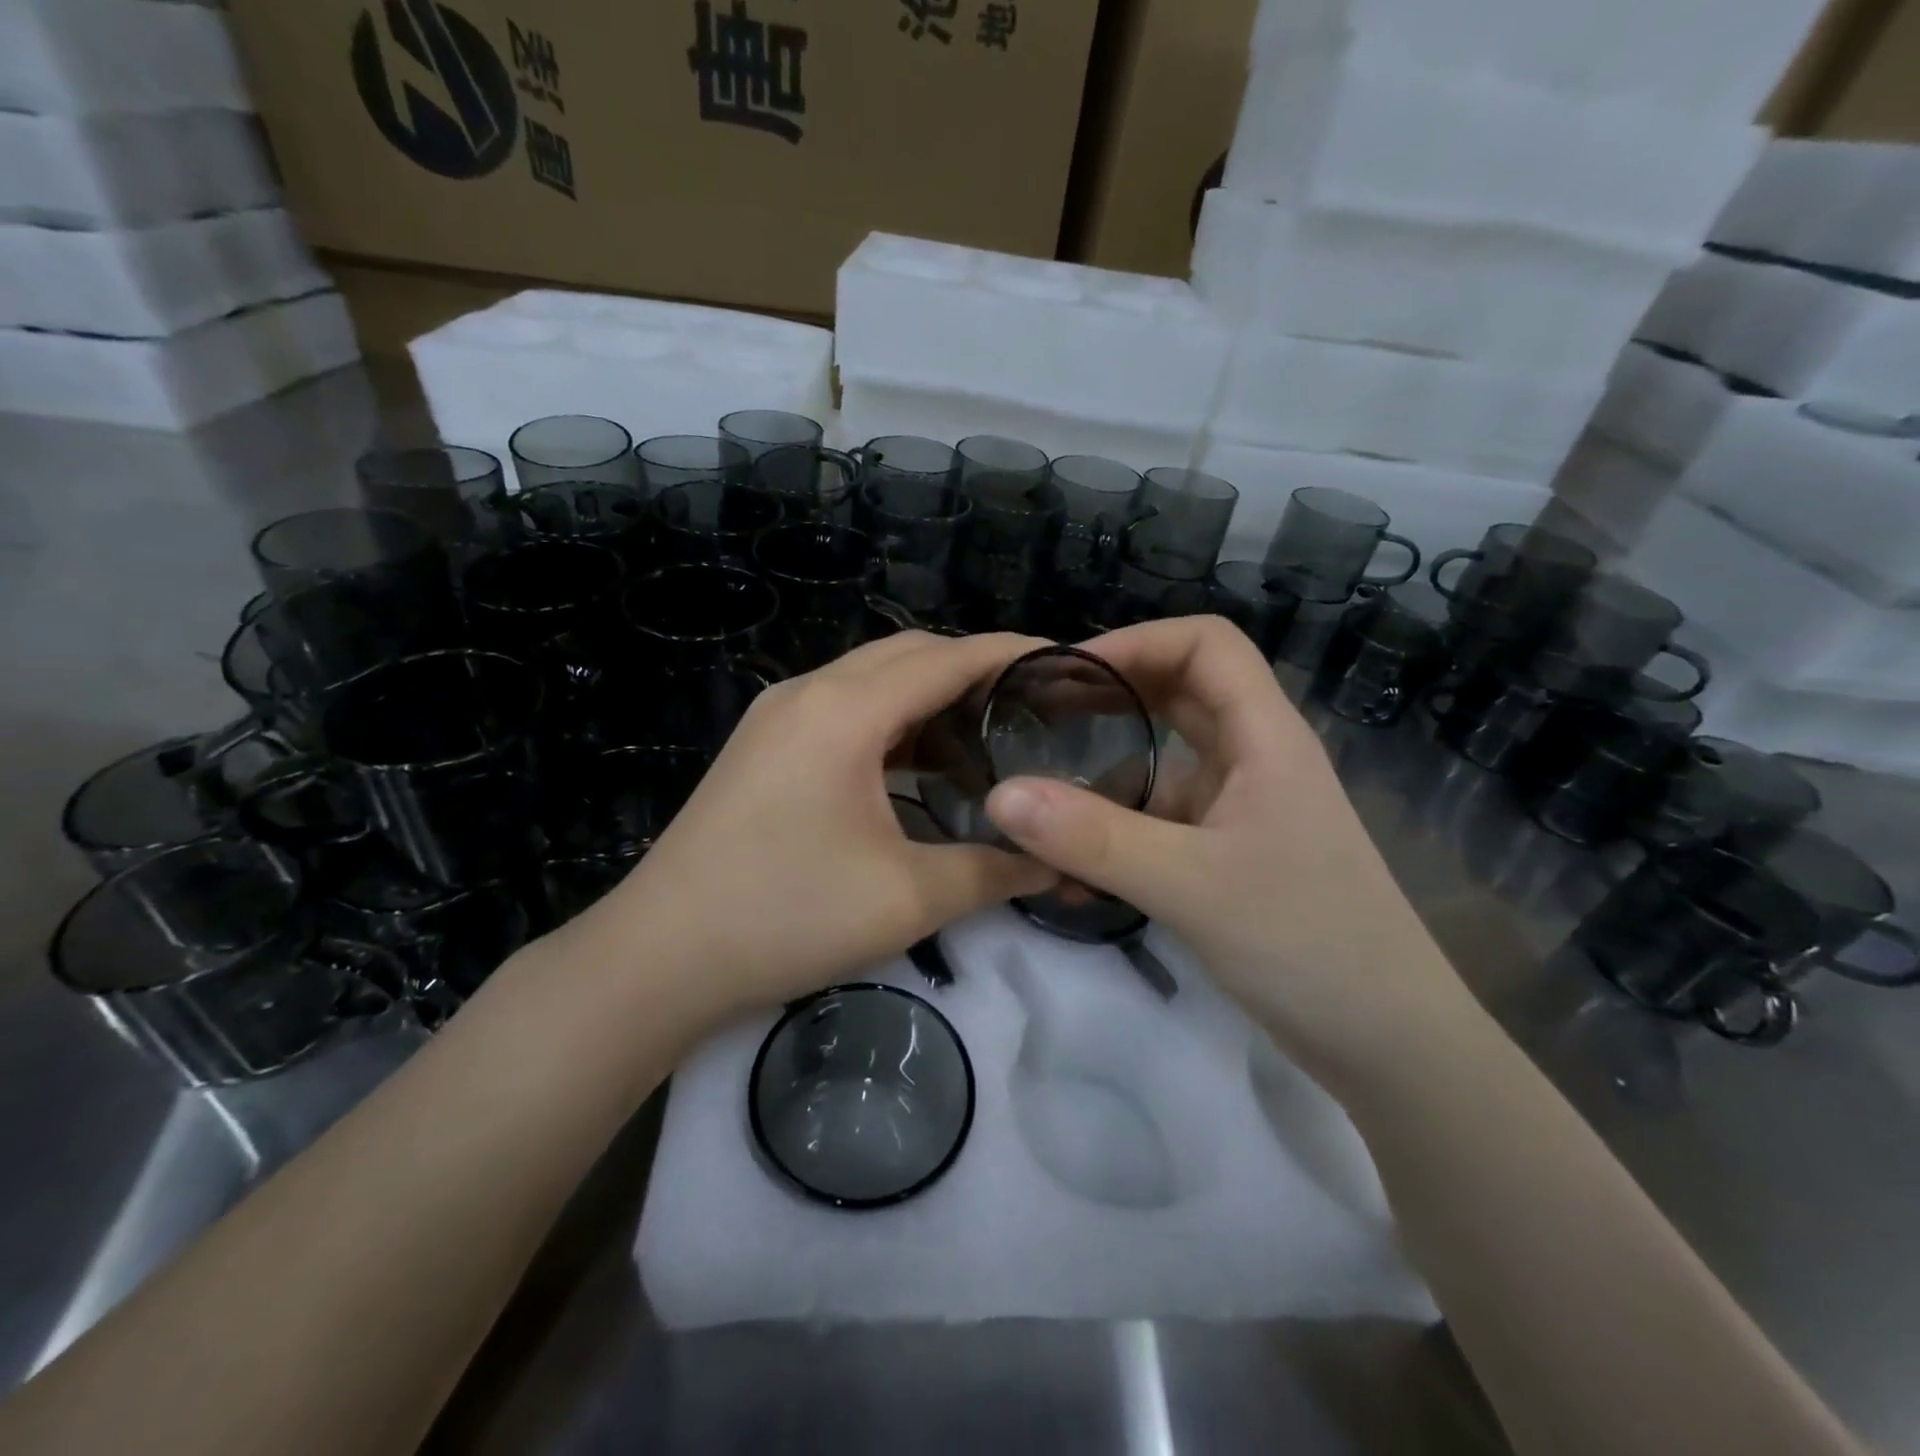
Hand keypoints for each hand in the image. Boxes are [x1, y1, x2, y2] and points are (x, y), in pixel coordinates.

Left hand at [581, 632, 1058, 1023]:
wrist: (660, 956)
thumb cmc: (786, 917)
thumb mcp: (907, 899)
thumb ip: (992, 871)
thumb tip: (1055, 866)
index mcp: (847, 711)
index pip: (948, 658)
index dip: (1012, 653)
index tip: (1068, 664)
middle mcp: (809, 691)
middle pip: (909, 653)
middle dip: (974, 666)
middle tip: (1032, 704)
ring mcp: (778, 715)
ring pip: (872, 677)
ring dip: (929, 691)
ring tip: (986, 728)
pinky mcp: (763, 743)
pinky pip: (843, 706)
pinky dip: (891, 717)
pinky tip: (918, 759)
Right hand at [982, 616, 1471, 1081]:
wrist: (1389, 1044)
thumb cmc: (1307, 943)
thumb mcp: (1190, 884)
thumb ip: (1093, 838)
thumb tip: (999, 794)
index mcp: (1265, 736)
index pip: (1205, 644)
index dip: (1136, 640)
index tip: (1065, 671)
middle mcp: (1254, 758)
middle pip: (1178, 694)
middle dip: (1108, 697)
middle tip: (1035, 716)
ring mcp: (1242, 808)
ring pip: (1162, 764)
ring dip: (1104, 778)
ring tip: (1037, 804)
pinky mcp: (1228, 853)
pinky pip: (1161, 821)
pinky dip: (1117, 832)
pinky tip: (1073, 874)